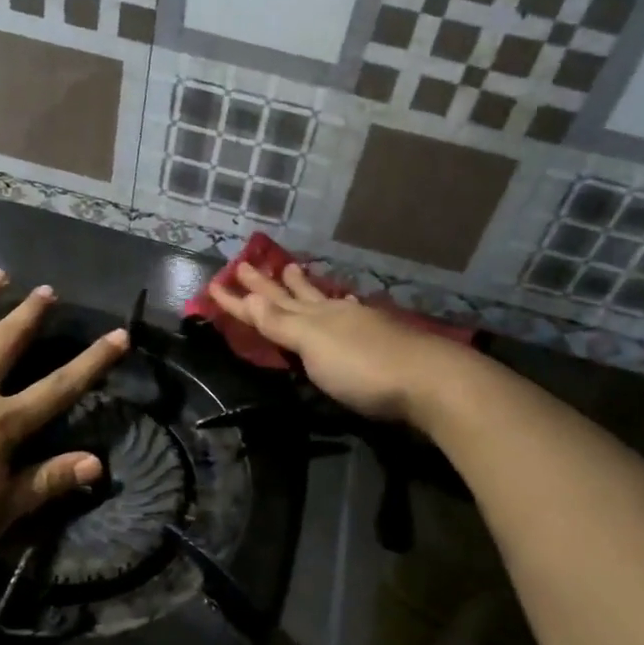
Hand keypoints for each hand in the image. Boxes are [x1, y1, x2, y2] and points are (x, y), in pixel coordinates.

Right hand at [207, 262, 461, 425]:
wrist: (429, 381)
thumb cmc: (363, 369)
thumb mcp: (313, 345)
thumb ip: (281, 323)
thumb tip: (247, 297)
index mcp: (313, 317)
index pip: (266, 306)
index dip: (239, 300)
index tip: (213, 285)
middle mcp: (333, 314)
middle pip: (293, 296)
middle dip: (267, 284)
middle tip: (246, 263)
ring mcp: (360, 324)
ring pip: (323, 299)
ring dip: (304, 287)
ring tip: (293, 268)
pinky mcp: (382, 339)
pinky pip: (350, 312)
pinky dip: (339, 305)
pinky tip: (346, 303)